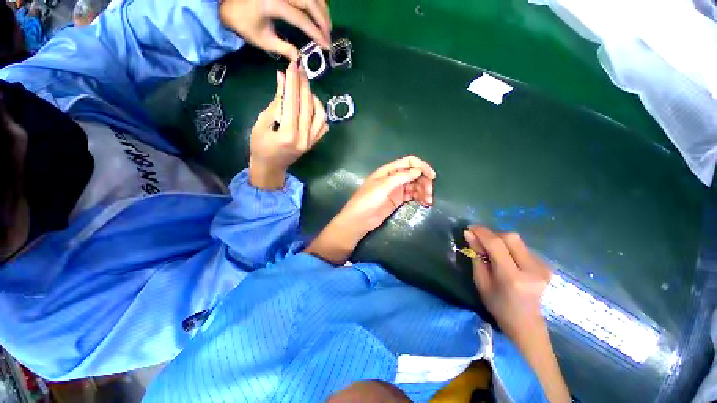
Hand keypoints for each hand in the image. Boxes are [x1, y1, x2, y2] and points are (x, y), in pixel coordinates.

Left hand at [220, 0, 331, 60]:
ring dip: (322, 9)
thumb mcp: (263, 40)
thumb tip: (300, 58)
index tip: (327, 46)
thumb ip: (284, 49)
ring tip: (327, 26)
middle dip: (323, 20)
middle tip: (329, 36)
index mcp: (273, 4)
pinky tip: (319, 11)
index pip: (302, 19)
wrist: (229, 3)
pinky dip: (315, 1)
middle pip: (310, 2)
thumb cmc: (244, 23)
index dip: (316, 33)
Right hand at [249, 61, 327, 188]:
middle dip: (304, 85)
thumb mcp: (262, 122)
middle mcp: (304, 137)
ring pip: (321, 115)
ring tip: (304, 89)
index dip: (293, 81)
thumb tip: (282, 79)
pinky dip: (319, 113)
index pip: (293, 102)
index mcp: (288, 134)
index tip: (293, 65)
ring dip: (314, 99)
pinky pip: (323, 125)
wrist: (271, 167)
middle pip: (308, 106)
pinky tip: (311, 105)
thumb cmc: (260, 146)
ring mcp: (312, 141)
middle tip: (299, 70)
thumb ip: (276, 102)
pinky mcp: (314, 142)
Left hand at [339, 156, 435, 235]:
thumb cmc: (368, 200)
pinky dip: (419, 197)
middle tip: (429, 193)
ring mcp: (396, 189)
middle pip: (414, 174)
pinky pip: (412, 195)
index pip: (408, 162)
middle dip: (424, 181)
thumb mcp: (383, 186)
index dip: (421, 166)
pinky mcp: (397, 200)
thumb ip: (401, 177)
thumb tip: (418, 170)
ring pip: (414, 185)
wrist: (359, 220)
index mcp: (388, 171)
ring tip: (428, 201)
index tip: (431, 176)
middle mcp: (394, 178)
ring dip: (423, 191)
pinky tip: (425, 203)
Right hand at [464, 226, 570, 402]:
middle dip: (492, 234)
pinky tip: (504, 256)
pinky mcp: (546, 266)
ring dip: (500, 240)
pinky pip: (523, 247)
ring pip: (518, 240)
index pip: (497, 244)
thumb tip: (469, 234)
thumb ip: (476, 256)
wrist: (527, 325)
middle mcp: (532, 269)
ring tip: (491, 249)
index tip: (470, 228)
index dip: (482, 232)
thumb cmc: (499, 307)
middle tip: (480, 239)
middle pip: (511, 237)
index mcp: (513, 278)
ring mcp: (542, 267)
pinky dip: (509, 246)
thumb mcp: (481, 282)